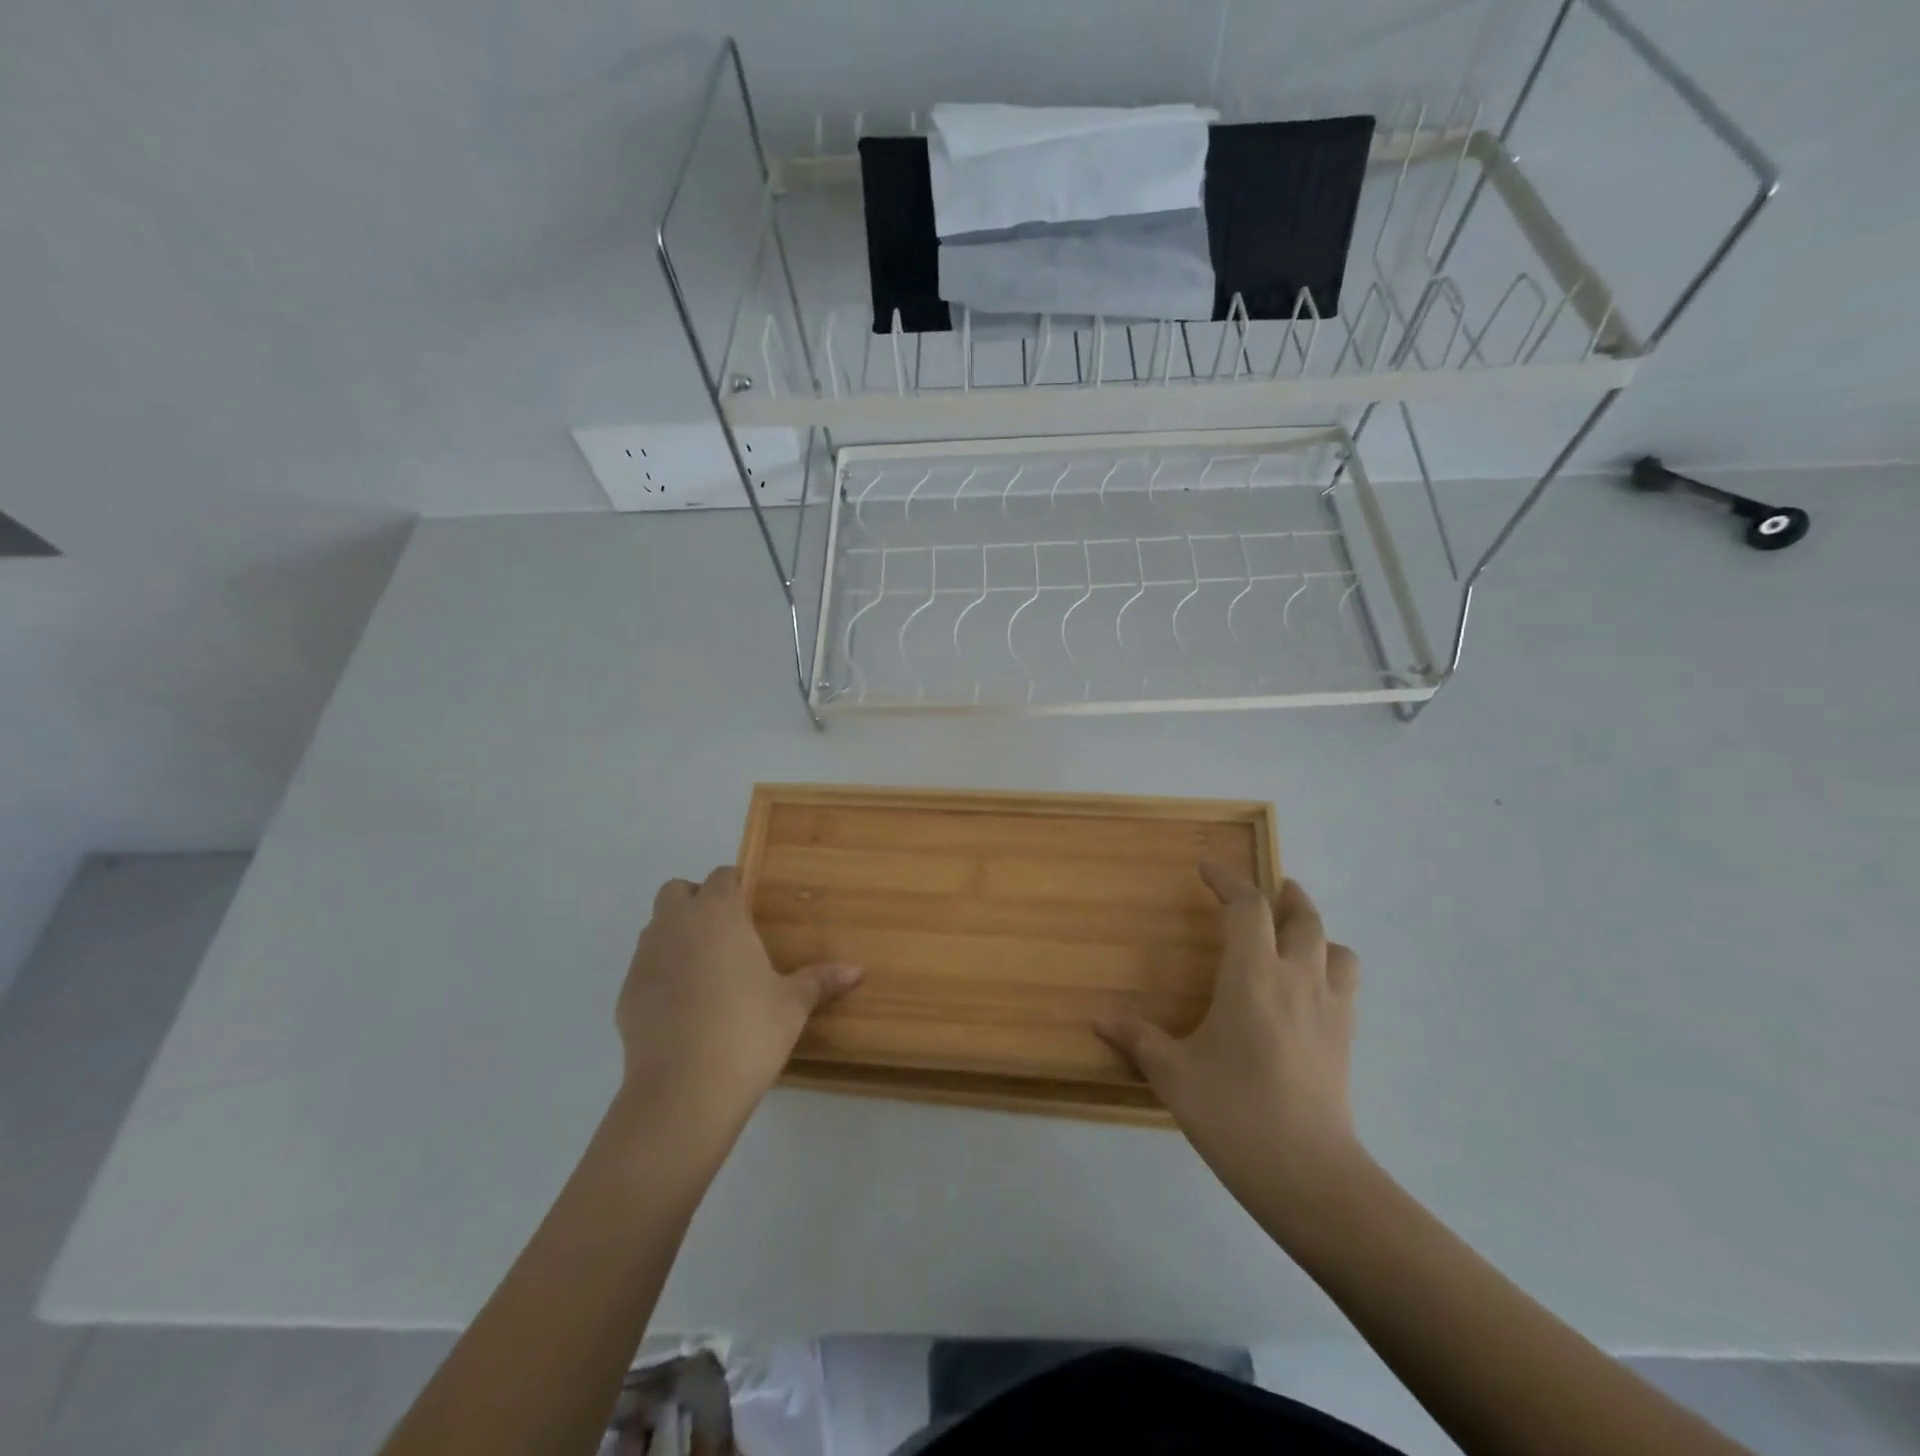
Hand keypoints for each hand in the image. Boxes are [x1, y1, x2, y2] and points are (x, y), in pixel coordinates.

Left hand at [616, 867, 861, 1122]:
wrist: (683, 1092)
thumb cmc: (747, 1032)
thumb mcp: (792, 1005)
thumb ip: (821, 980)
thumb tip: (858, 970)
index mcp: (718, 915)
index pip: (722, 876)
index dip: (736, 886)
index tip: (753, 908)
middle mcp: (676, 925)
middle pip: (677, 891)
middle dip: (697, 902)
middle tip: (727, 934)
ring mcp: (645, 958)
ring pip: (656, 927)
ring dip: (677, 935)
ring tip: (707, 971)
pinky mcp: (626, 994)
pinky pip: (645, 968)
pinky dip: (662, 974)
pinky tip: (684, 1008)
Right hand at [1096, 863, 1365, 1212]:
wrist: (1310, 1175)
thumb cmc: (1234, 1112)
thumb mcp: (1174, 1074)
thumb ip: (1138, 1040)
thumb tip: (1100, 1021)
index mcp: (1253, 976)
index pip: (1247, 908)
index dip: (1227, 881)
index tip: (1206, 869)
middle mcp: (1297, 979)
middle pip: (1303, 917)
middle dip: (1285, 895)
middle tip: (1271, 886)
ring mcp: (1330, 1010)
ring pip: (1337, 949)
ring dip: (1317, 932)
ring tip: (1296, 937)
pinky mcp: (1347, 1040)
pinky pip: (1346, 986)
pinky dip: (1330, 970)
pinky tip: (1309, 992)